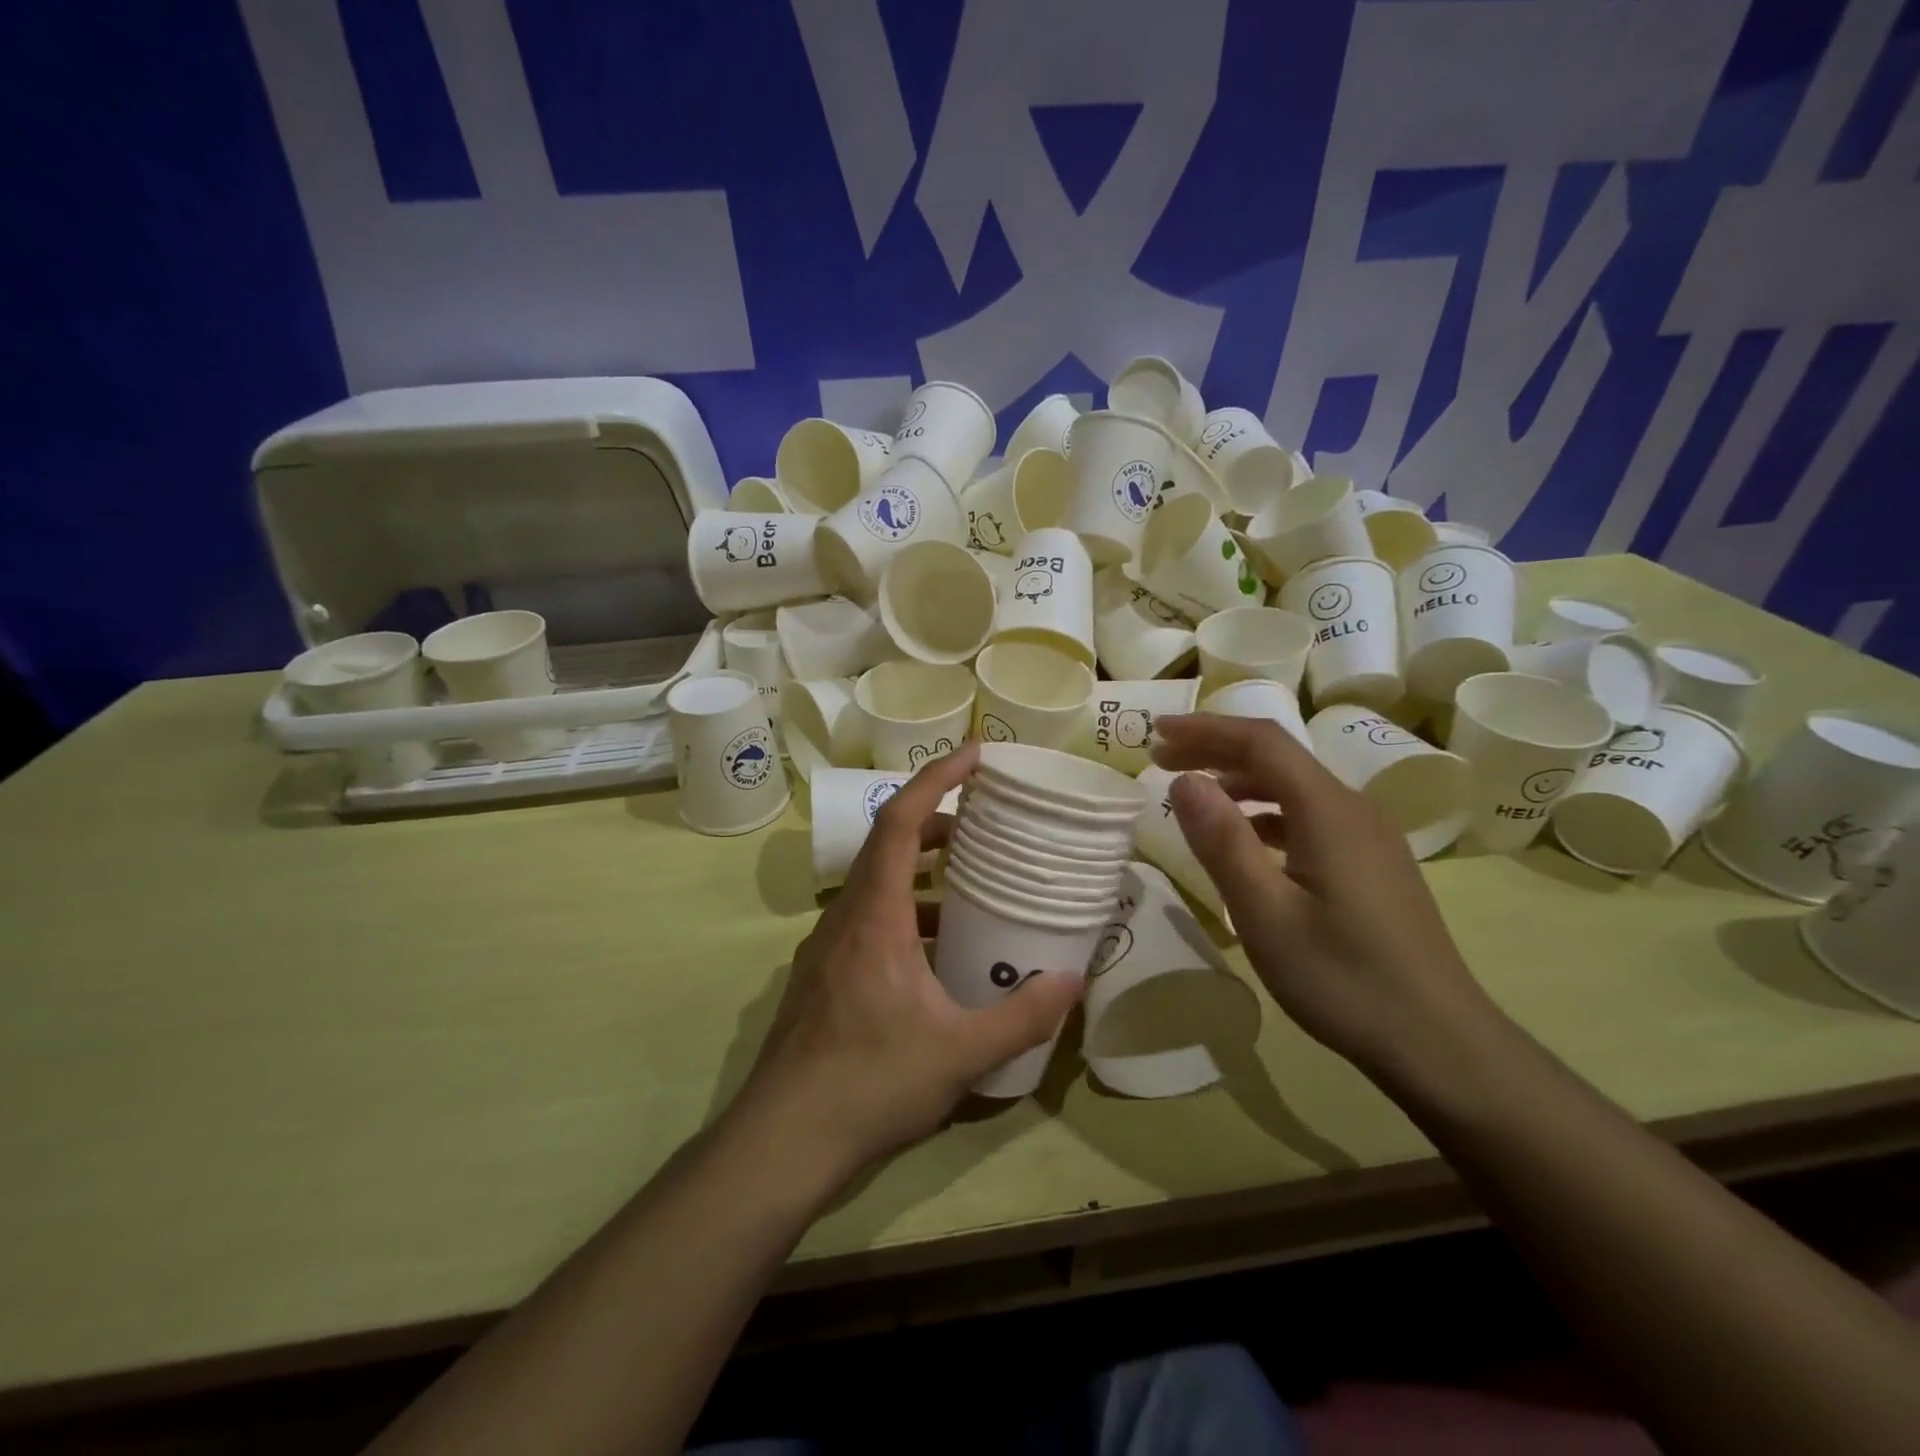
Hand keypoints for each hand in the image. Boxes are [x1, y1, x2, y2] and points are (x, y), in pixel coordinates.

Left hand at [732, 744, 1081, 1183]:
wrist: (782, 1141)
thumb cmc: (870, 1083)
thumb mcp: (960, 1054)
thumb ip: (1021, 1017)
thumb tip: (1073, 981)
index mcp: (875, 915)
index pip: (902, 820)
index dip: (937, 777)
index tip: (975, 755)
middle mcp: (845, 916)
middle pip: (888, 843)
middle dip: (937, 821)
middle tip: (985, 823)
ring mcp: (827, 946)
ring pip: (876, 883)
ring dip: (921, 871)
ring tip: (970, 885)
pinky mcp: (822, 975)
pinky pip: (867, 919)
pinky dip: (905, 912)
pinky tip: (935, 953)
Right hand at [1150, 713, 1492, 1073]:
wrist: (1439, 1043)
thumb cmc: (1342, 977)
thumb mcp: (1265, 913)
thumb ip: (1222, 841)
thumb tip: (1185, 782)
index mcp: (1328, 810)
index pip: (1260, 741)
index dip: (1204, 729)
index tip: (1155, 732)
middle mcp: (1352, 808)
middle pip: (1277, 758)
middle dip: (1215, 750)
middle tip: (1161, 759)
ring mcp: (1368, 836)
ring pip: (1294, 787)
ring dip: (1239, 782)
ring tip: (1194, 797)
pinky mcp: (1372, 863)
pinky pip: (1309, 817)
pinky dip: (1265, 814)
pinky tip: (1244, 841)